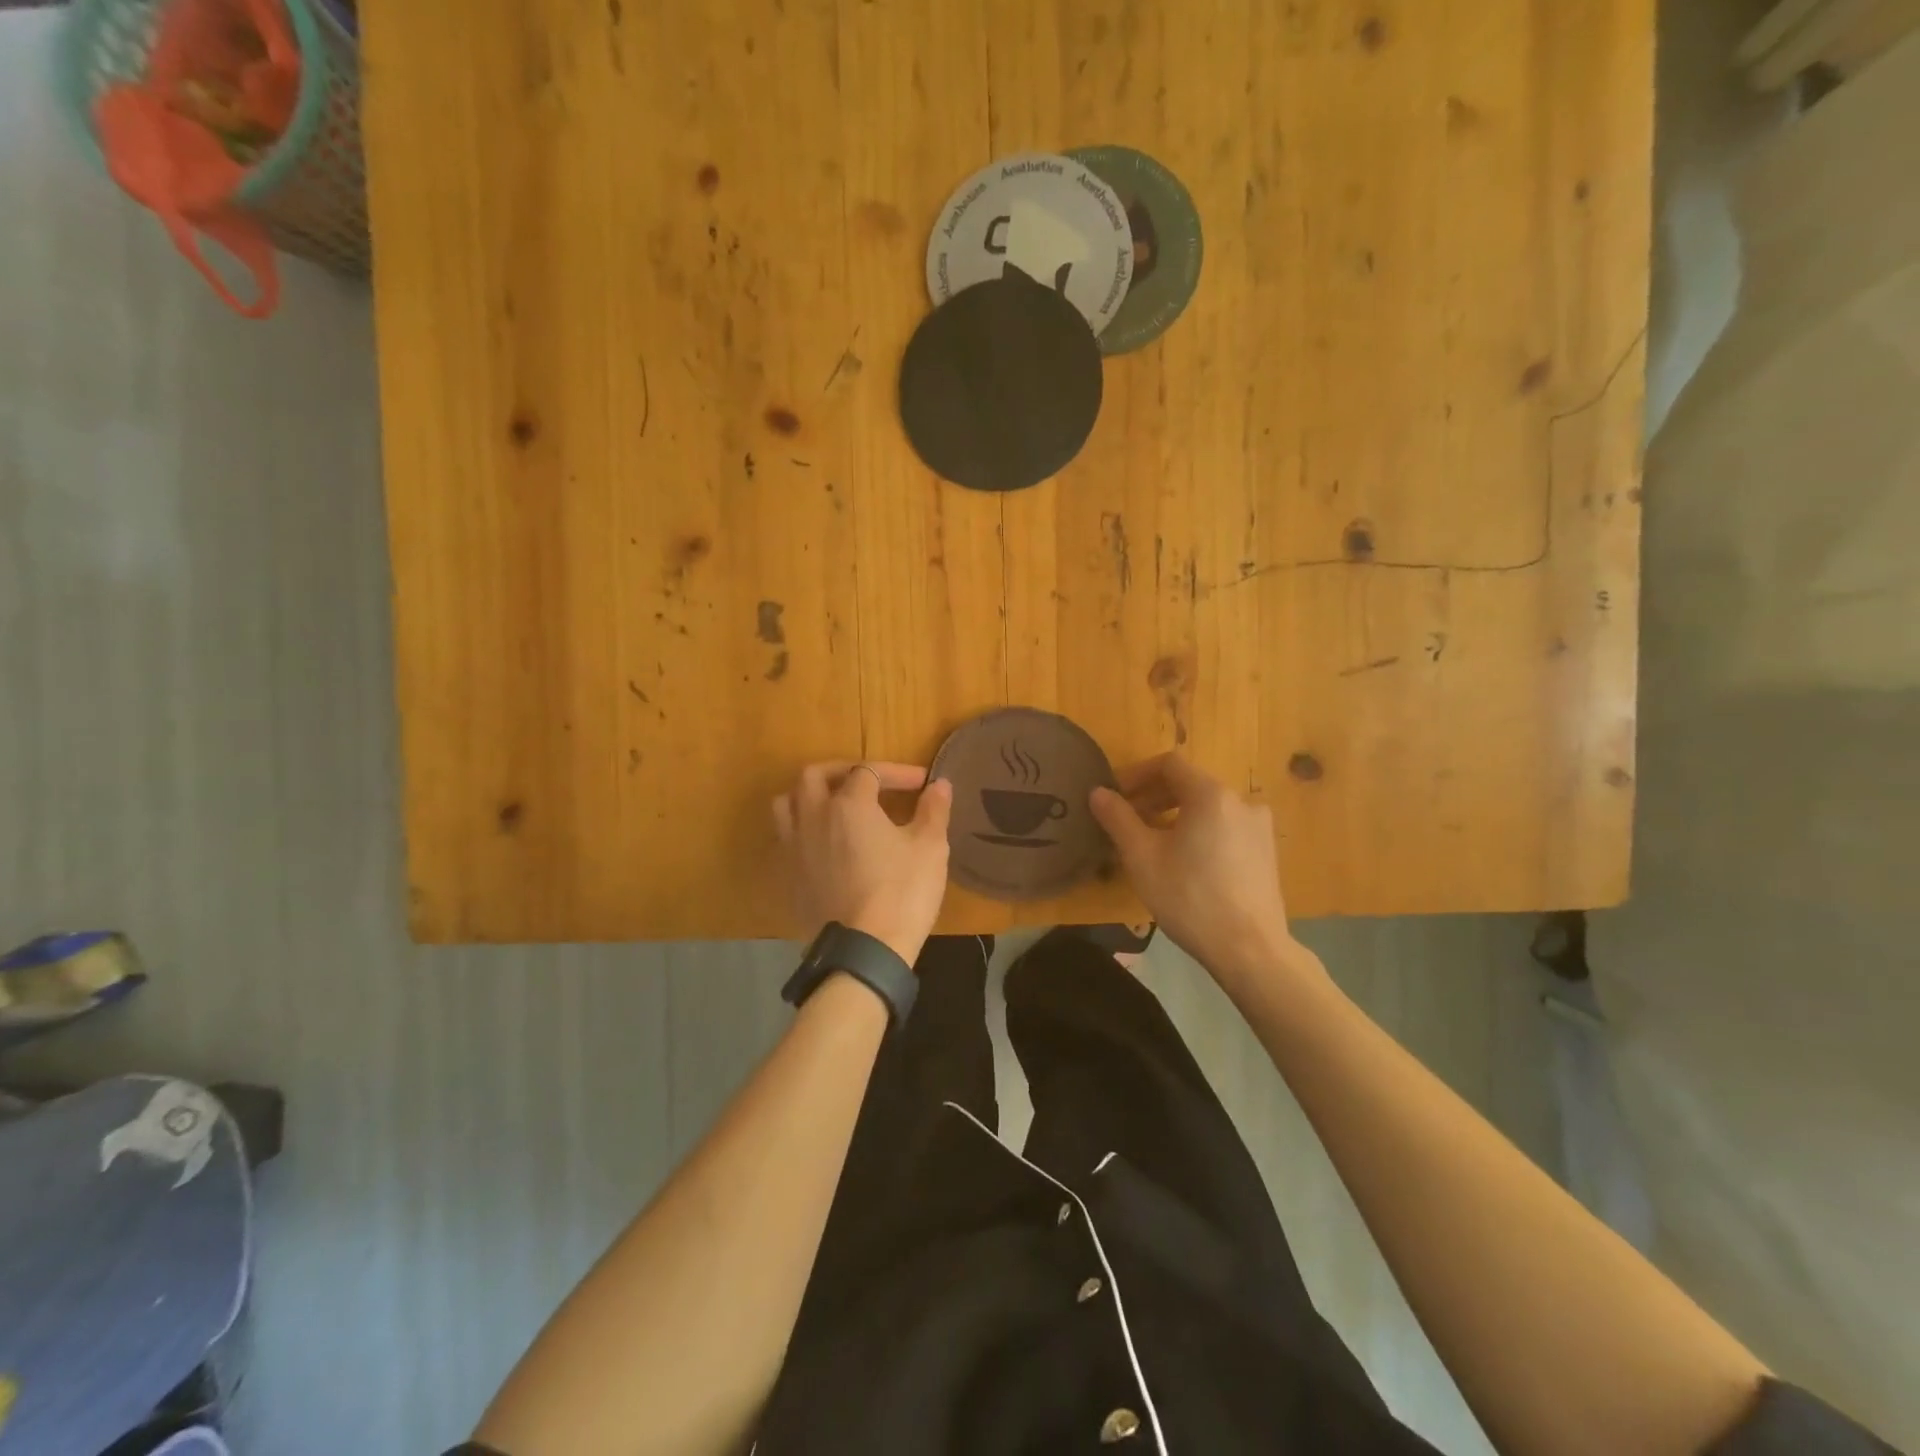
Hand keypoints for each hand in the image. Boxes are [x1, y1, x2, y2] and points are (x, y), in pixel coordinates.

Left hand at [773, 762, 952, 965]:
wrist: (865, 950)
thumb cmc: (902, 892)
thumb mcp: (930, 847)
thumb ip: (933, 810)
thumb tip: (939, 785)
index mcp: (848, 804)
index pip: (869, 771)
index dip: (897, 773)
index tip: (921, 784)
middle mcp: (813, 817)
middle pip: (814, 776)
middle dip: (842, 771)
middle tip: (867, 782)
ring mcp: (794, 847)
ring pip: (787, 804)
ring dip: (809, 796)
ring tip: (832, 805)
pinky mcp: (788, 876)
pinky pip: (785, 839)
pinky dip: (802, 830)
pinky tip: (823, 844)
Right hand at [1089, 754, 1299, 984]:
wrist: (1249, 950)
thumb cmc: (1190, 897)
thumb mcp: (1142, 857)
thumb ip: (1118, 818)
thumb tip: (1098, 792)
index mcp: (1211, 794)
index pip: (1168, 764)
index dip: (1136, 775)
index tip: (1114, 797)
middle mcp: (1241, 801)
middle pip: (1188, 784)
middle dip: (1152, 797)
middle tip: (1126, 822)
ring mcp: (1259, 827)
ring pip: (1206, 808)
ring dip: (1174, 816)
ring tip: (1150, 844)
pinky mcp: (1266, 852)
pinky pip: (1224, 828)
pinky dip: (1198, 832)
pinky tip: (1183, 862)